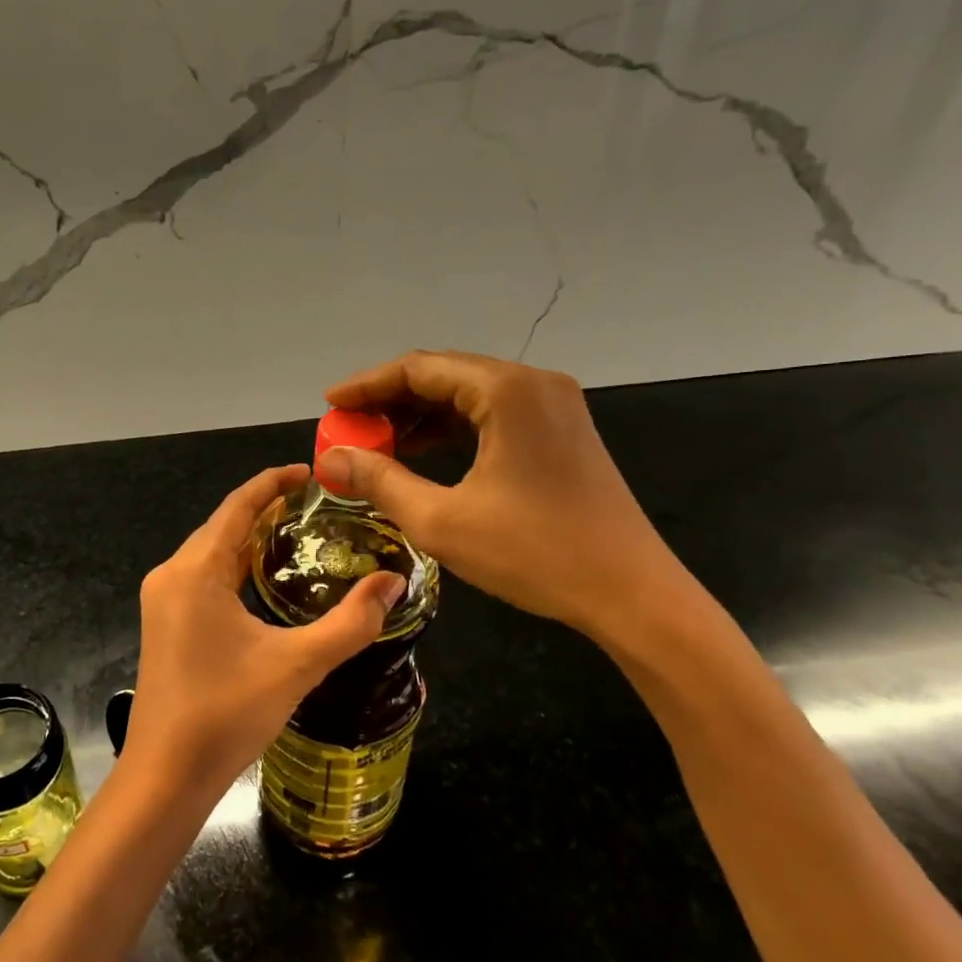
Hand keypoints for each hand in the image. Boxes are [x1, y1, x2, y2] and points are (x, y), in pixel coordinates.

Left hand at [126, 464, 404, 794]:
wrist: (165, 775)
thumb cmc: (226, 714)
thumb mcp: (297, 665)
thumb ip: (350, 623)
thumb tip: (393, 582)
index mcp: (195, 571)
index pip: (237, 506)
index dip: (272, 483)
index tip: (309, 472)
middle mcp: (172, 575)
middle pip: (222, 525)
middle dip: (265, 509)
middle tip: (315, 506)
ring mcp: (163, 599)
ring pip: (210, 551)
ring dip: (249, 538)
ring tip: (297, 533)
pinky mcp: (164, 622)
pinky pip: (202, 576)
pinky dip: (234, 565)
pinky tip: (263, 579)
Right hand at [321, 350, 691, 643]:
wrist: (632, 594)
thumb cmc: (535, 553)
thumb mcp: (442, 520)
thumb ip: (380, 481)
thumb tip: (330, 458)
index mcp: (506, 390)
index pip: (419, 368)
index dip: (367, 384)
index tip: (329, 405)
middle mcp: (532, 384)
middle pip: (443, 374)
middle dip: (390, 400)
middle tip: (348, 428)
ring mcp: (552, 406)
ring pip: (468, 394)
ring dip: (419, 414)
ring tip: (376, 443)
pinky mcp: (560, 431)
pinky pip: (492, 414)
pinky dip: (451, 428)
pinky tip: (422, 453)